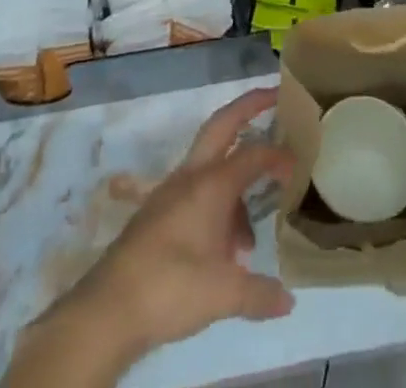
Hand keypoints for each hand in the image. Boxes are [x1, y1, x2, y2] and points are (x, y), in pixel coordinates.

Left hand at [6, 89, 295, 386]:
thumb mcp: (223, 294)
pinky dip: (214, 206)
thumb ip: (259, 293)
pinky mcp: (155, 212)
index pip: (254, 155)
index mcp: (211, 183)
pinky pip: (193, 193)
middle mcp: (191, 176)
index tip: (298, 166)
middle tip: (273, 97)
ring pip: (209, 166)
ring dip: (234, 182)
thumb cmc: (171, 287)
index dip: (279, 157)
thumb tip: (288, 300)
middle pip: (223, 125)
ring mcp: (169, 191)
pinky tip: (219, 250)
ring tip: (247, 238)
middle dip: (248, 107)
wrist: (108, 309)